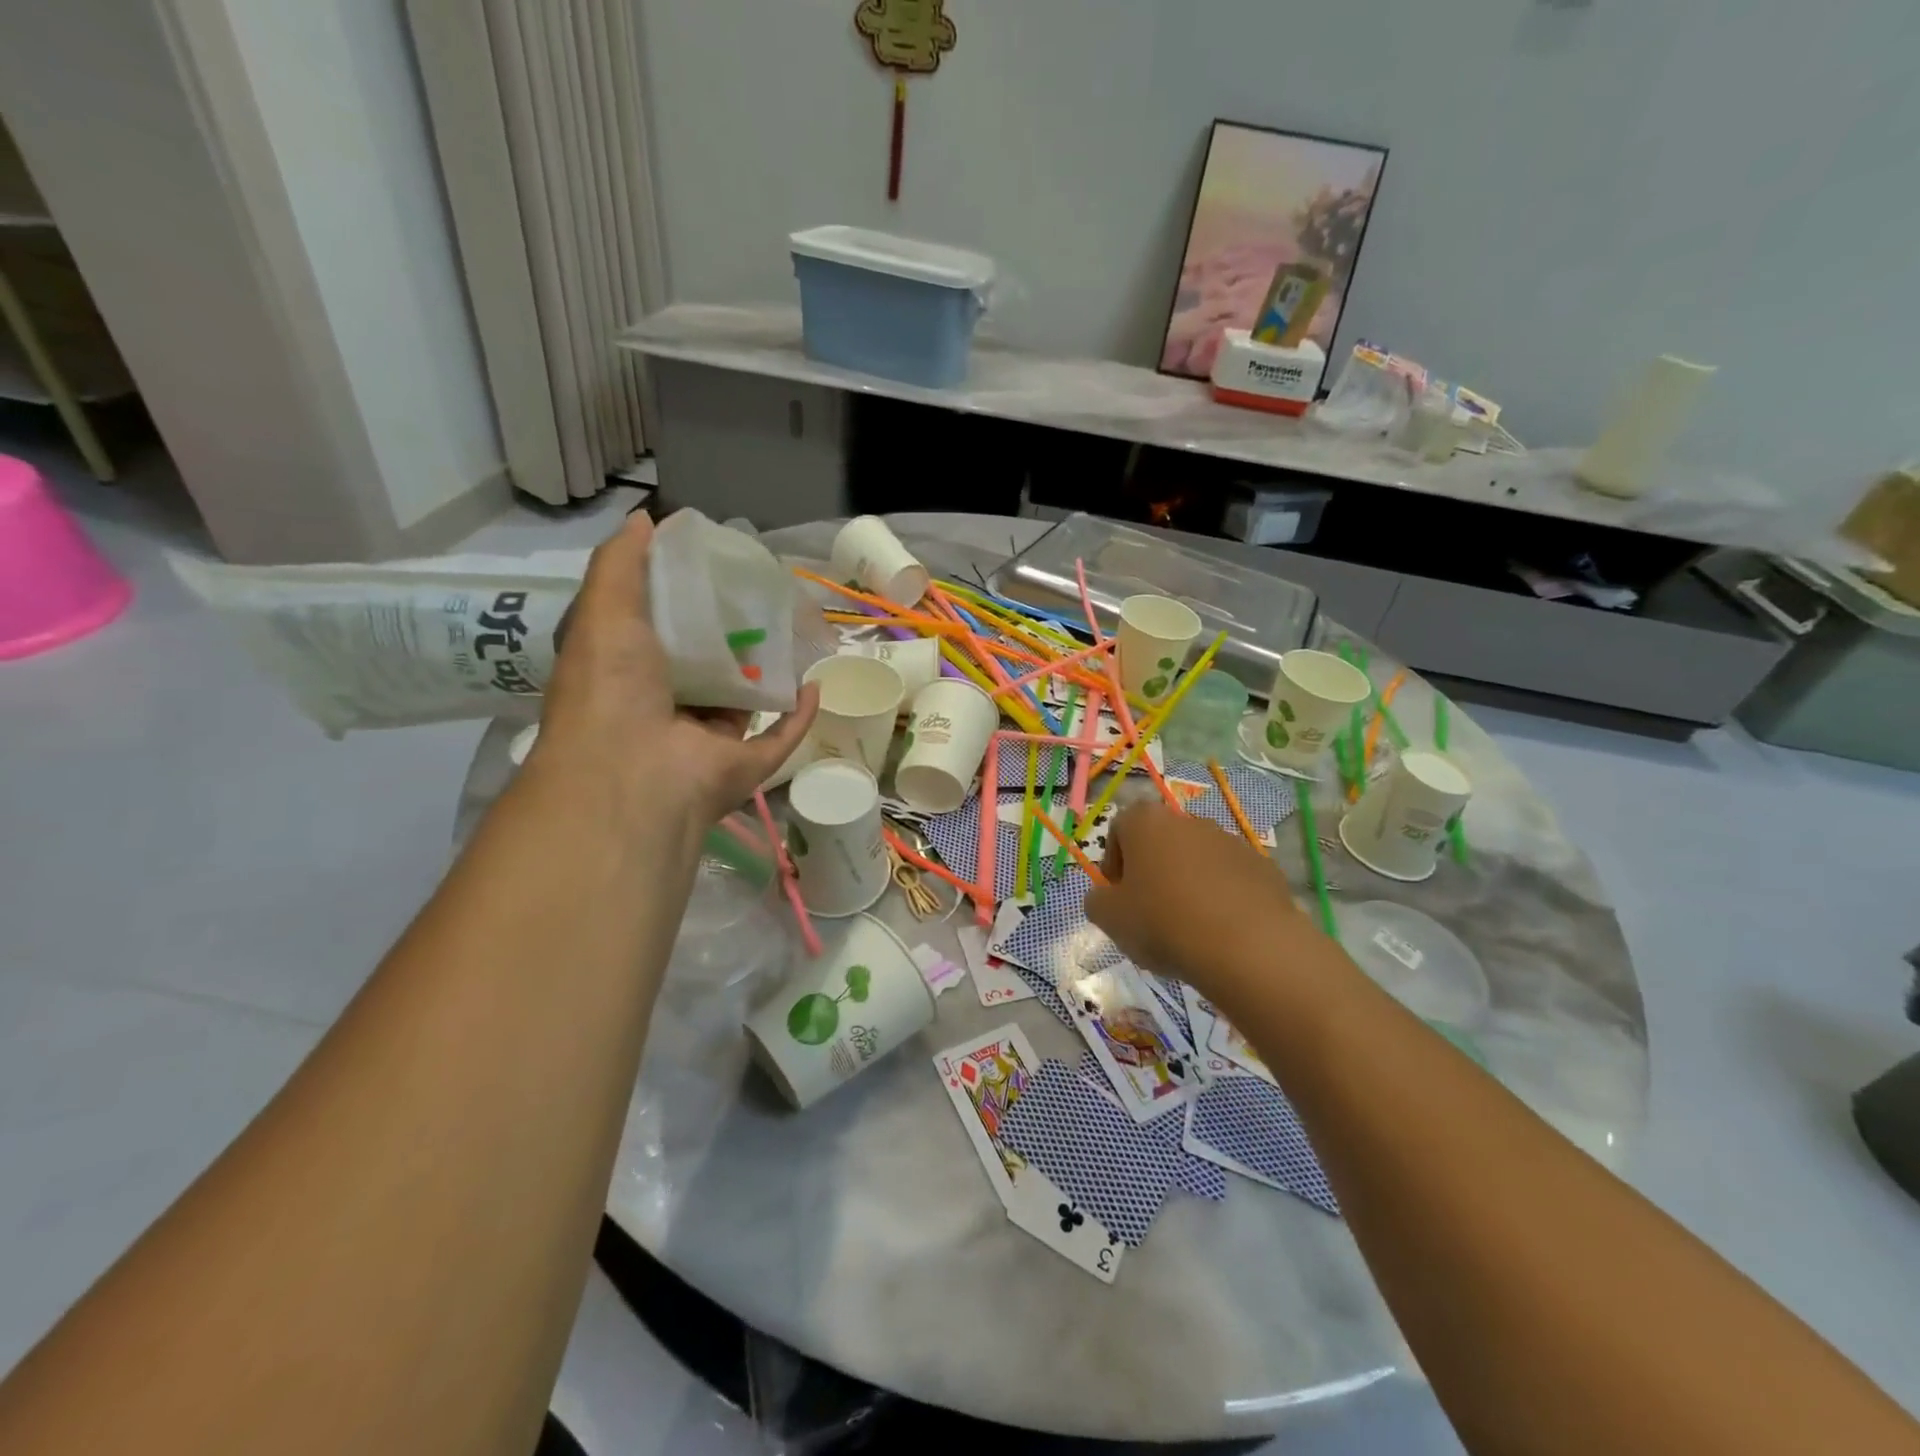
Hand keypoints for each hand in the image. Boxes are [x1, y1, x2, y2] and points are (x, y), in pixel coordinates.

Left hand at [531, 512, 816, 827]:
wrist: (635, 771)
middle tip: (761, 595)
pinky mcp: (745, 764)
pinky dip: (798, 714)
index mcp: (628, 675)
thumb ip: (621, 564)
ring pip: (744, 701)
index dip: (682, 600)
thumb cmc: (611, 686)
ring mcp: (708, 741)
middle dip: (731, 635)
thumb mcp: (603, 610)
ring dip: (766, 672)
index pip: (658, 634)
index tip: (711, 569)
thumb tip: (645, 519)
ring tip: (793, 630)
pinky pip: (779, 737)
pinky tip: (814, 684)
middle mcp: (667, 709)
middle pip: (707, 666)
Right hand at [1084, 803, 1317, 1002]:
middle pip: (1161, 841)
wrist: (1247, 946)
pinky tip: (1222, 930)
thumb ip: (1097, 901)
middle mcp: (1188, 821)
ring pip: (1198, 858)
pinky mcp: (1262, 866)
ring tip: (1189, 926)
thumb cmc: (1164, 923)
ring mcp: (1230, 840)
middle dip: (1153, 870)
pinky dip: (1223, 896)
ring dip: (1189, 882)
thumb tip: (1105, 897)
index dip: (1114, 861)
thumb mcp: (1109, 918)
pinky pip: (1231, 878)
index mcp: (1146, 822)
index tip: (1118, 894)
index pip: (1120, 828)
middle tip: (1150, 911)